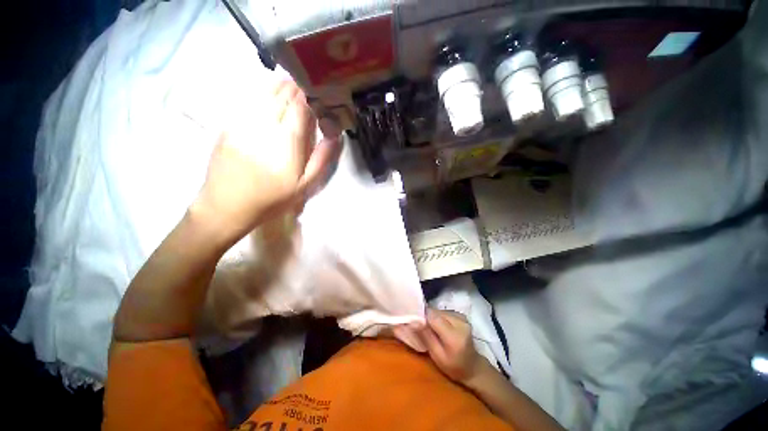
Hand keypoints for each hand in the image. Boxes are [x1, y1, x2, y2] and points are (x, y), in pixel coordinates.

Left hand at [192, 79, 341, 239]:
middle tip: (307, 83)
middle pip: (281, 97)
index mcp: (286, 141)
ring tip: (290, 81)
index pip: (299, 107)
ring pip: (263, 94)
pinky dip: (261, 92)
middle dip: (295, 87)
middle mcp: (263, 125)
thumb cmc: (272, 198)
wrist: (226, 206)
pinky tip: (267, 92)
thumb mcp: (304, 185)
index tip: (319, 90)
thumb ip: (321, 159)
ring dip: (278, 86)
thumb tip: (335, 135)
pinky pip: (247, 101)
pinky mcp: (228, 125)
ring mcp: (242, 122)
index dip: (310, 95)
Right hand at [419, 308, 486, 384]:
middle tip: (423, 329)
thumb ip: (426, 337)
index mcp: (455, 336)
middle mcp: (460, 322)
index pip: (433, 317)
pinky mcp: (461, 315)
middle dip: (427, 318)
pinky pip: (444, 312)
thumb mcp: (437, 357)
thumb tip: (413, 321)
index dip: (422, 317)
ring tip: (432, 330)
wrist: (473, 367)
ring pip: (439, 311)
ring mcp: (462, 317)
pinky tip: (440, 328)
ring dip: (433, 318)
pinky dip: (439, 318)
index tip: (414, 323)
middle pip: (436, 312)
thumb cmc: (454, 367)